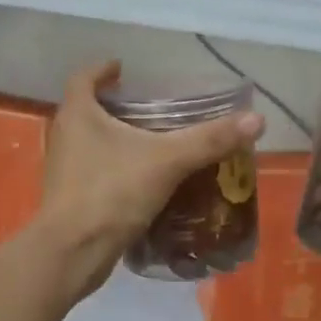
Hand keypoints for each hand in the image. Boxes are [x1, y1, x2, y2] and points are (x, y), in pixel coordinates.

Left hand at [32, 60, 263, 300]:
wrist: (73, 252)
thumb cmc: (112, 192)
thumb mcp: (167, 161)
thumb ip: (209, 140)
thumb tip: (256, 119)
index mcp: (78, 114)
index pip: (83, 78)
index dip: (102, 69)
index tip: (122, 69)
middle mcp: (64, 136)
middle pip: (86, 109)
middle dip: (113, 106)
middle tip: (147, 107)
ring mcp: (63, 169)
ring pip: (89, 142)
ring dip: (114, 138)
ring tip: (149, 142)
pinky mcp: (69, 197)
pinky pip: (94, 171)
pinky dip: (114, 167)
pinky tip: (141, 179)